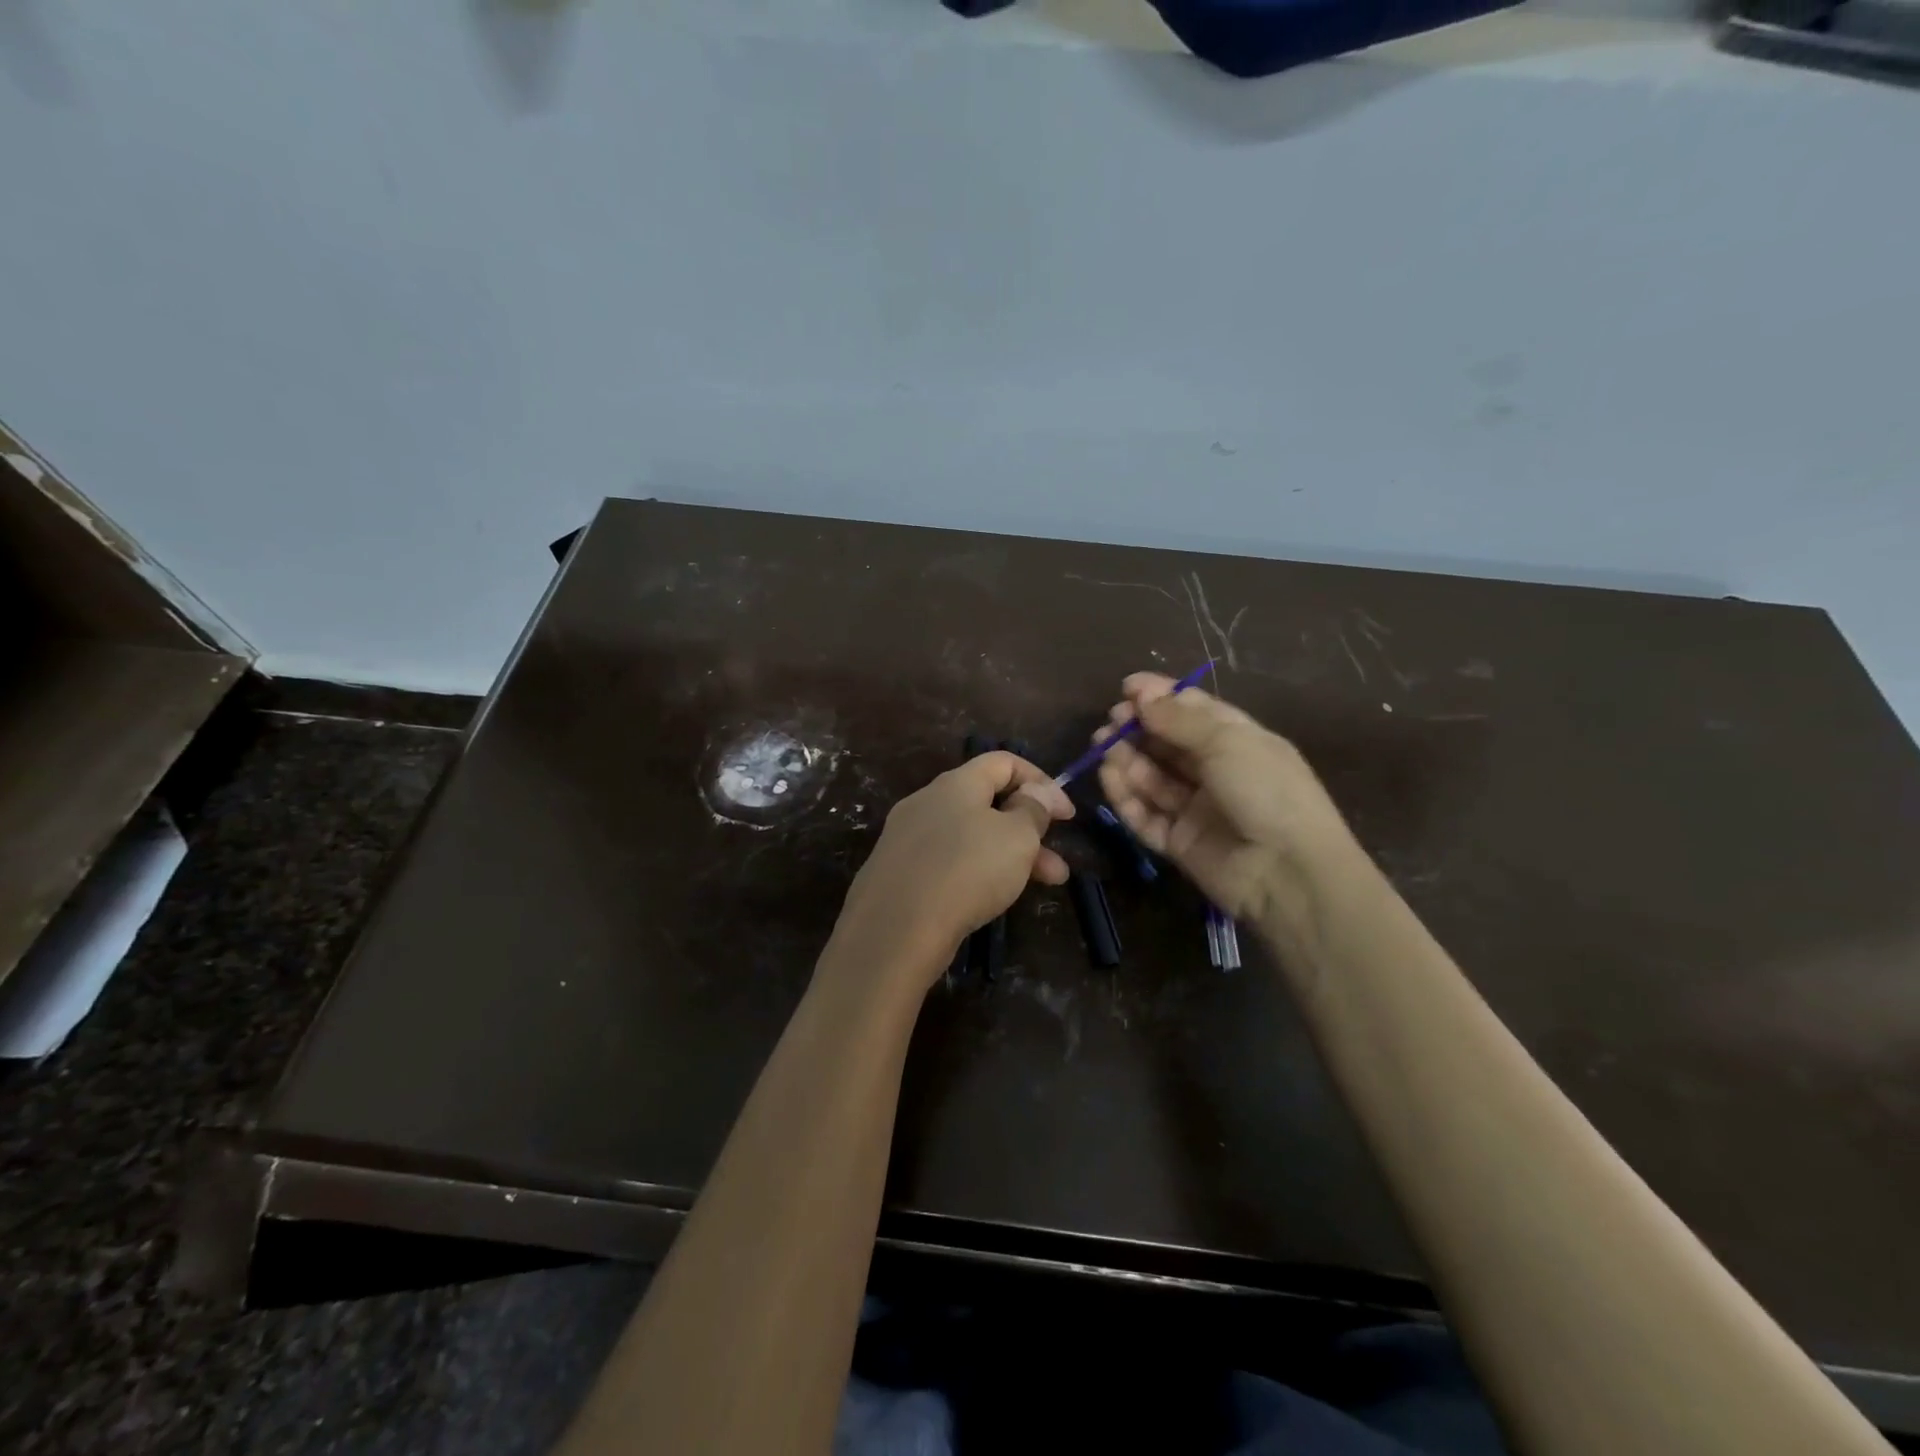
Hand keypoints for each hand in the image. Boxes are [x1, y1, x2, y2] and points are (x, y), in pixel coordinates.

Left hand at [831, 752, 1074, 989]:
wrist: (895, 930)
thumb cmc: (967, 870)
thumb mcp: (1016, 836)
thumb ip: (1033, 809)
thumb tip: (1037, 791)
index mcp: (956, 783)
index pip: (1003, 762)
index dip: (1040, 781)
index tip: (1067, 815)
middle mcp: (928, 802)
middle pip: (987, 803)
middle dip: (1029, 829)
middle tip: (1058, 861)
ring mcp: (908, 838)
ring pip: (970, 836)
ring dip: (1010, 855)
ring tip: (1043, 885)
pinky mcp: (899, 872)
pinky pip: (948, 861)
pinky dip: (978, 872)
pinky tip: (993, 898)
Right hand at [1097, 672, 1362, 928]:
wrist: (1288, 872)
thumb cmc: (1266, 791)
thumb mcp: (1227, 742)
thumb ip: (1179, 719)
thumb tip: (1142, 696)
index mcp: (1239, 742)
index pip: (1195, 712)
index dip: (1162, 697)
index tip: (1127, 687)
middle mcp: (1217, 772)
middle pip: (1169, 745)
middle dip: (1138, 729)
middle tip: (1110, 721)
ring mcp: (1196, 809)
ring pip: (1153, 779)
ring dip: (1127, 759)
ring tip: (1102, 745)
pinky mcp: (1178, 842)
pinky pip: (1145, 816)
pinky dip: (1126, 796)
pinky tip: (1108, 776)